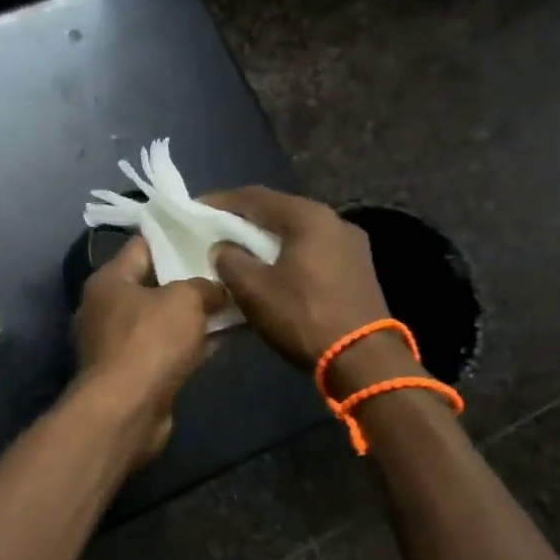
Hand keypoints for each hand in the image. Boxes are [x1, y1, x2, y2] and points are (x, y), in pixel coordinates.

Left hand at [73, 235, 225, 461]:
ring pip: (163, 318)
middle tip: (227, 267)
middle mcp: (106, 307)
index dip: (175, 237)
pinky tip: (227, 336)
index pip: (142, 245)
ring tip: (235, 299)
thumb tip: (217, 288)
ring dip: (195, 313)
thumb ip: (204, 285)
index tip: (208, 232)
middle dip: (190, 277)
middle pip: (154, 283)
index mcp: (108, 280)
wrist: (126, 410)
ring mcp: (118, 342)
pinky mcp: (133, 372)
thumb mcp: (184, 300)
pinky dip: (192, 342)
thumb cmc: (149, 342)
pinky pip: (167, 347)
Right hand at [203, 187, 409, 394]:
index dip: (220, 202)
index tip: (195, 209)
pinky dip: (286, 254)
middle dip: (244, 220)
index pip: (255, 197)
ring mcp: (351, 246)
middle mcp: (335, 221)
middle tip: (214, 229)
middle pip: (279, 212)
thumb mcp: (252, 289)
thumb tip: (223, 248)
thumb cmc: (303, 317)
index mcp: (309, 217)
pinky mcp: (357, 270)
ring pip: (296, 233)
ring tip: (238, 251)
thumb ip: (229, 260)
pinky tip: (270, 270)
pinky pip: (311, 251)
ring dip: (266, 239)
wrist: (364, 361)